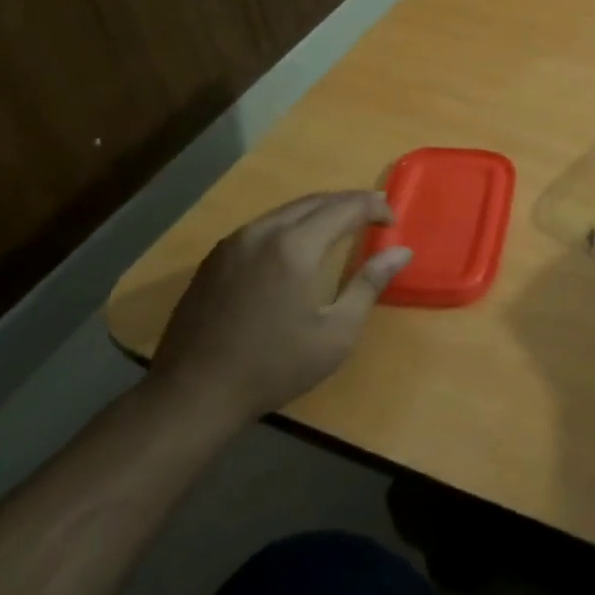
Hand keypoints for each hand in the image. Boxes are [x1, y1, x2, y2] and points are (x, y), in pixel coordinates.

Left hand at [147, 191, 412, 426]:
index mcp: (296, 247)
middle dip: (349, 202)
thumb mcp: (336, 333)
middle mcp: (264, 231)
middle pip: (316, 200)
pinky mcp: (216, 257)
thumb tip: (401, 252)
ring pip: (287, 210)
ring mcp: (234, 241)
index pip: (345, 207)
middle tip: (375, 214)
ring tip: (343, 225)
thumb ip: (369, 284)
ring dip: (320, 210)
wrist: (193, 393)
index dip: (374, 207)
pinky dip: (292, 223)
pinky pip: (263, 225)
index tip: (393, 220)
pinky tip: (299, 245)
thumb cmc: (274, 367)